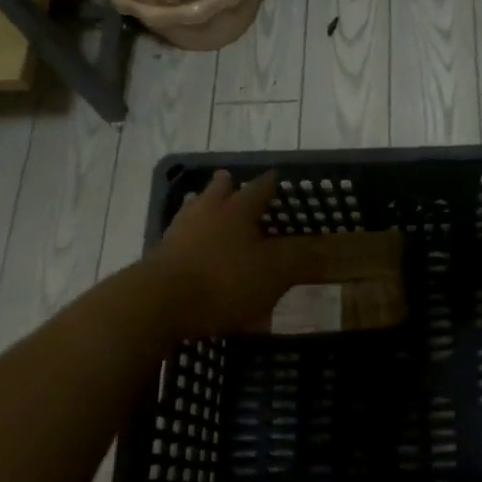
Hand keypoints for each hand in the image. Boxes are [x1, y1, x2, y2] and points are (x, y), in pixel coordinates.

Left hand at [144, 170, 315, 336]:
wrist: (158, 303)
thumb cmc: (224, 280)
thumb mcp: (273, 272)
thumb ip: (298, 258)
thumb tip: (323, 246)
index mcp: (238, 210)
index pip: (260, 188)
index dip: (271, 183)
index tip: (277, 178)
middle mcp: (208, 212)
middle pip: (218, 191)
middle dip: (227, 186)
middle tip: (230, 180)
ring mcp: (179, 233)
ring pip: (194, 211)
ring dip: (203, 209)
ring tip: (207, 209)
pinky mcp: (159, 258)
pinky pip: (180, 241)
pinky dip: (190, 242)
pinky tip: (193, 253)